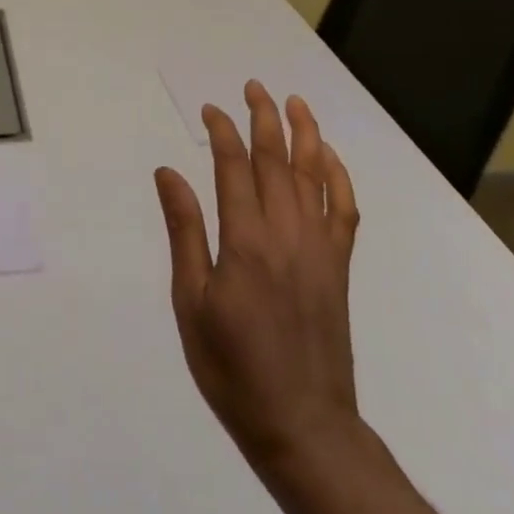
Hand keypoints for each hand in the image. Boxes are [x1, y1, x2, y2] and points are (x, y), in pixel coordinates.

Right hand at [154, 81, 361, 467]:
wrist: (303, 426)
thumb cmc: (234, 367)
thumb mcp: (192, 303)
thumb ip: (185, 232)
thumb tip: (168, 173)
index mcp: (246, 240)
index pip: (233, 166)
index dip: (222, 131)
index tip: (211, 110)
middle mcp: (286, 232)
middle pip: (277, 159)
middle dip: (264, 117)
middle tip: (254, 87)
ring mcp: (319, 248)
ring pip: (315, 175)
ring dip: (305, 134)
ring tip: (295, 102)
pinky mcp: (339, 267)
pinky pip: (345, 209)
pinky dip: (340, 177)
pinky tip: (330, 157)